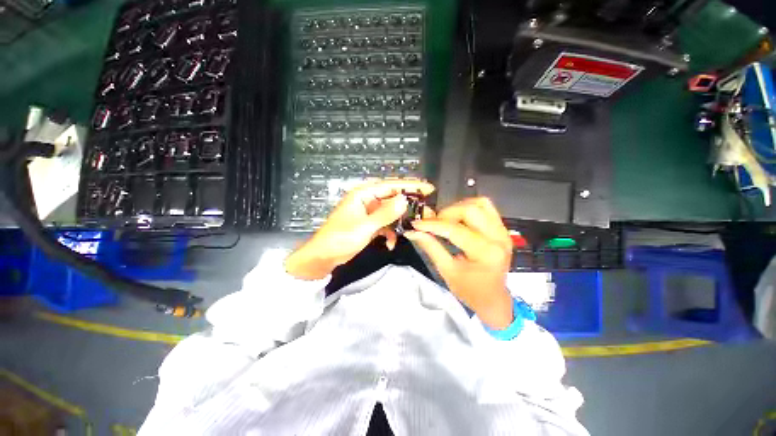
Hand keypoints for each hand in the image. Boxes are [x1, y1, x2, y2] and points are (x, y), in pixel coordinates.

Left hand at [285, 179, 435, 279]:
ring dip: (400, 221)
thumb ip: (385, 213)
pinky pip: (385, 224)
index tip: (429, 188)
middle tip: (426, 210)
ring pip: (390, 212)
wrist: (324, 256)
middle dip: (409, 204)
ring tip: (414, 227)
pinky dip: (389, 232)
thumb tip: (404, 200)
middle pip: (393, 197)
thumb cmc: (340, 238)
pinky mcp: (369, 224)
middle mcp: (367, 200)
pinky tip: (391, 243)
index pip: (391, 185)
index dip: (410, 186)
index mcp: (363, 194)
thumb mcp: (365, 226)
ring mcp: (368, 212)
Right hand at [405, 197, 513, 328]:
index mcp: (486, 253)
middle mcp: (499, 238)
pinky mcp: (502, 228)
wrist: (493, 299)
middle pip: (470, 209)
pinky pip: (485, 208)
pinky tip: (458, 219)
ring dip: (458, 208)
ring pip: (480, 203)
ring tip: (445, 220)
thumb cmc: (469, 290)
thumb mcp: (446, 271)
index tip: (416, 223)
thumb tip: (412, 231)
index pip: (456, 230)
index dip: (433, 224)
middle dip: (446, 213)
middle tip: (433, 224)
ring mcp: (503, 231)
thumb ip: (430, 247)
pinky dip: (468, 208)